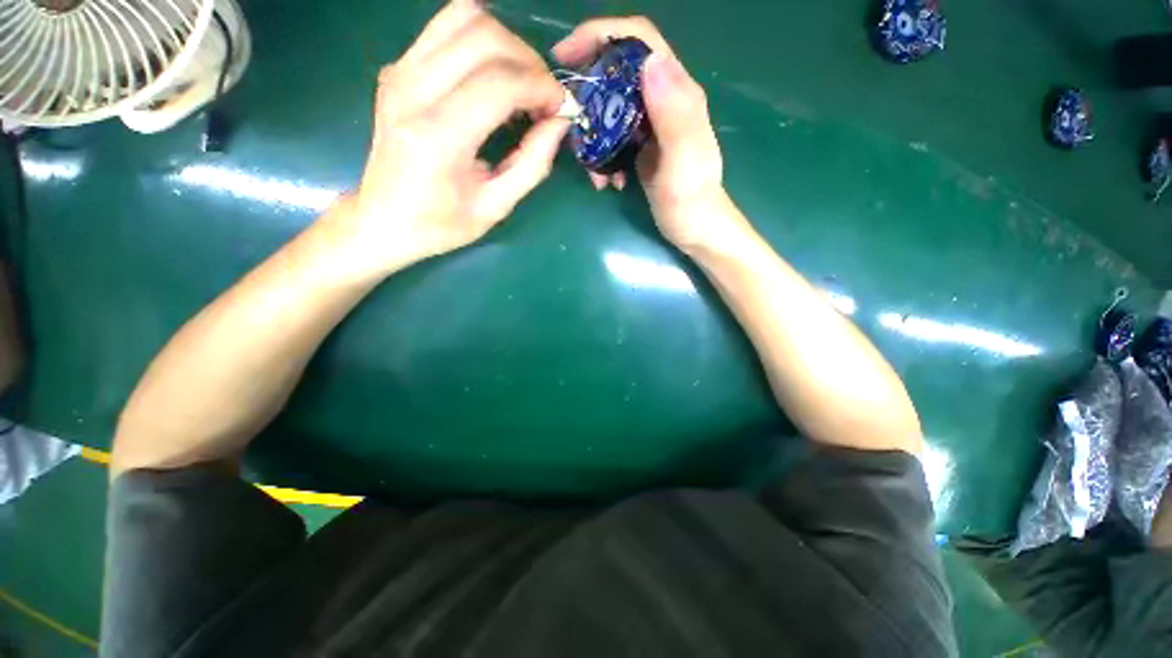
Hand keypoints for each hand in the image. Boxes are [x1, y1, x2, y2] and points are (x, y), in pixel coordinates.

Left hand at [329, 0, 568, 276]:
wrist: (383, 219)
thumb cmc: (441, 224)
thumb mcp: (496, 207)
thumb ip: (532, 164)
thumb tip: (560, 123)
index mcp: (439, 136)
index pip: (500, 83)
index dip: (541, 88)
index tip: (561, 108)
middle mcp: (413, 91)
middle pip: (483, 36)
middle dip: (528, 62)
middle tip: (544, 97)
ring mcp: (400, 72)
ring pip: (464, 16)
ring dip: (506, 44)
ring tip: (521, 82)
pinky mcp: (397, 68)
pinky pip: (446, 29)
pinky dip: (481, 43)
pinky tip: (493, 78)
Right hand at [554, 17, 735, 252]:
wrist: (694, 228)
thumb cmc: (691, 199)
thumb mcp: (684, 161)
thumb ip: (673, 114)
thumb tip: (649, 63)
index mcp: (677, 92)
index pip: (639, 41)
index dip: (600, 35)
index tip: (565, 56)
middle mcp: (663, 98)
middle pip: (616, 70)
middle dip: (587, 89)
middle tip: (567, 118)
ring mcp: (650, 122)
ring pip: (609, 105)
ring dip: (591, 132)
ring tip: (591, 167)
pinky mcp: (640, 144)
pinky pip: (610, 135)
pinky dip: (600, 154)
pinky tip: (604, 179)